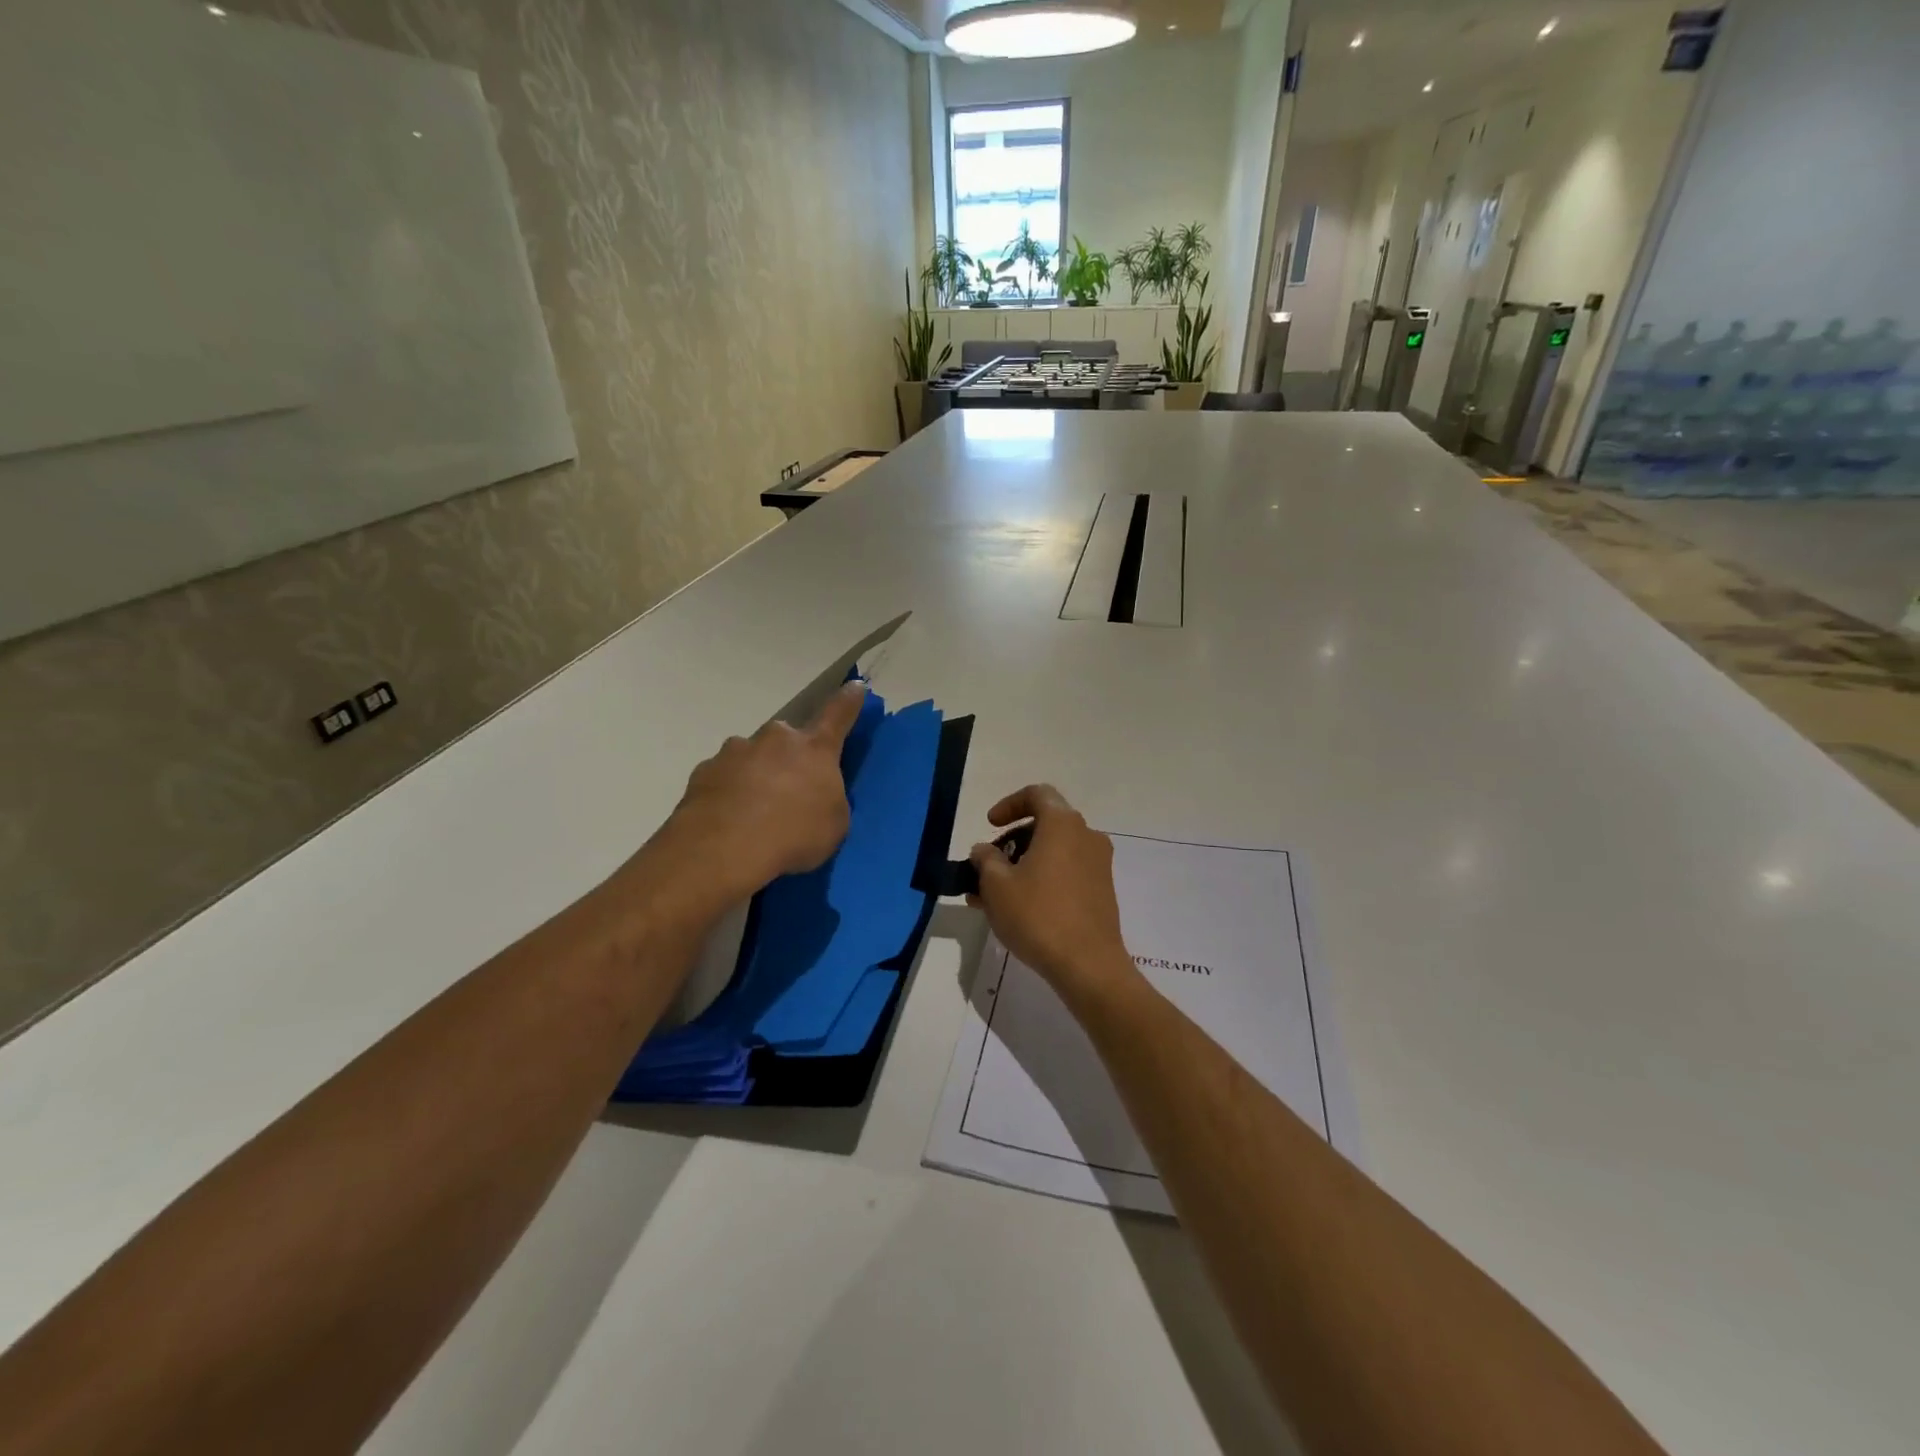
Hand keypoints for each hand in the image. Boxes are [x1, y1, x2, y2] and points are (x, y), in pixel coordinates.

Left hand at [656, 681, 866, 903]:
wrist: (724, 851)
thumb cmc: (794, 836)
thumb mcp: (833, 824)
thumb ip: (829, 798)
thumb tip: (816, 792)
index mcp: (815, 749)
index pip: (838, 713)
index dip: (849, 700)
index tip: (855, 687)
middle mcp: (775, 739)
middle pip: (787, 739)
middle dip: (789, 758)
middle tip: (790, 791)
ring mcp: (736, 751)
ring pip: (752, 756)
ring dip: (757, 774)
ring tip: (754, 812)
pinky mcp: (705, 770)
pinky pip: (724, 776)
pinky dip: (729, 791)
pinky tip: (728, 819)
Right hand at [968, 785, 1141, 1011]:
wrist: (1088, 965)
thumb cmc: (1038, 915)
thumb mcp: (996, 885)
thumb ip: (985, 859)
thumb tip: (985, 850)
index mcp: (1063, 824)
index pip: (1037, 794)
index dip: (1009, 805)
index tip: (990, 826)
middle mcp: (1086, 836)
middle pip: (1045, 824)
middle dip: (1012, 840)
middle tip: (988, 865)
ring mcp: (1098, 864)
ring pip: (1054, 851)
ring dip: (1024, 864)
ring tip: (993, 894)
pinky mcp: (1102, 891)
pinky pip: (1066, 872)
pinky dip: (1042, 879)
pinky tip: (1017, 908)